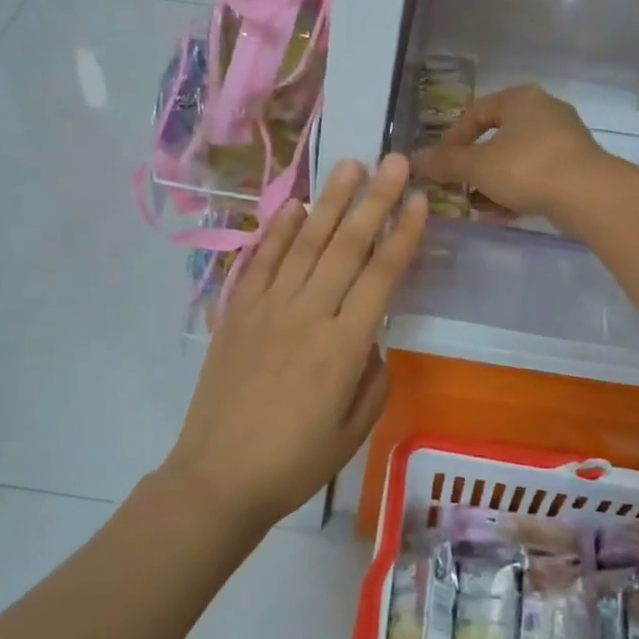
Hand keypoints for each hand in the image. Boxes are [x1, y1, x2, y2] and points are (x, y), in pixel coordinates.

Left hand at [162, 156, 428, 526]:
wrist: (219, 477)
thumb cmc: (295, 461)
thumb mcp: (355, 430)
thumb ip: (373, 376)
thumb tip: (370, 338)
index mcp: (344, 347)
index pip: (381, 276)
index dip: (403, 235)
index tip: (419, 200)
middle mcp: (308, 315)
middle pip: (347, 247)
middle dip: (374, 201)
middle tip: (393, 161)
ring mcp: (267, 308)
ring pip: (304, 243)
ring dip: (331, 202)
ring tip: (350, 166)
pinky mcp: (237, 312)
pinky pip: (260, 261)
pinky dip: (277, 230)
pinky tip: (295, 206)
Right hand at [409, 84, 613, 223]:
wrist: (589, 195)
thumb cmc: (528, 168)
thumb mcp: (477, 166)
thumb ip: (445, 163)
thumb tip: (412, 159)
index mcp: (520, 99)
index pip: (476, 112)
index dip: (453, 139)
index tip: (440, 164)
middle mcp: (544, 112)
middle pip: (497, 137)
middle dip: (473, 166)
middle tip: (457, 187)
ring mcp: (564, 140)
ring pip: (516, 159)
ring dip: (493, 182)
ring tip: (476, 205)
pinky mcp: (576, 167)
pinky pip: (536, 175)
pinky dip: (516, 191)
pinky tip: (502, 214)